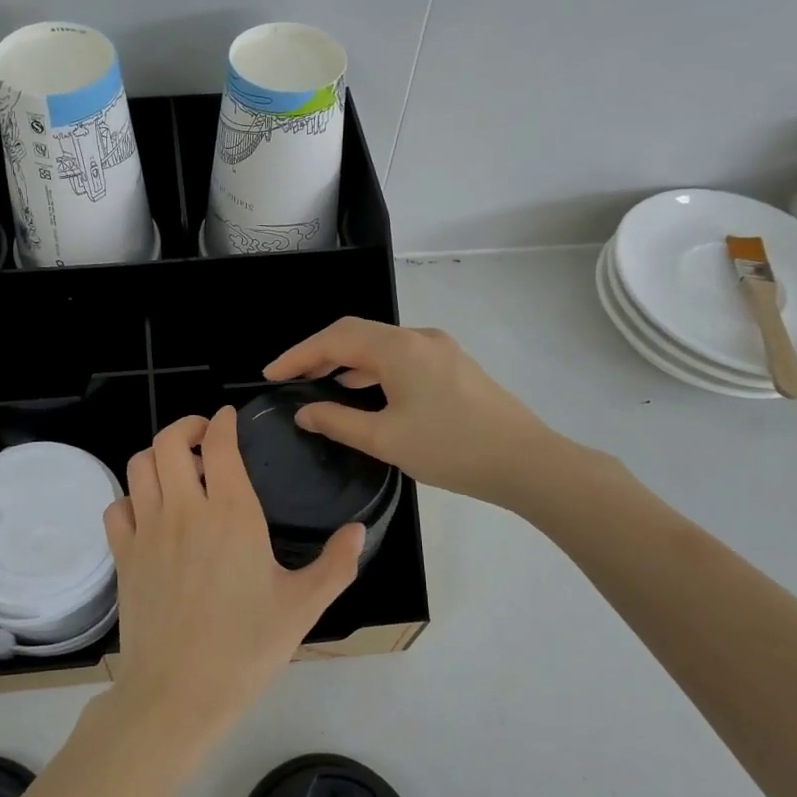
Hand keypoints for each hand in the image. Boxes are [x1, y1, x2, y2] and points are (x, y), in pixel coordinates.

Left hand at [103, 409, 364, 738]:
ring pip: (140, 466)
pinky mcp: (123, 555)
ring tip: (177, 469)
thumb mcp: (302, 607)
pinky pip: (118, 506)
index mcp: (231, 513)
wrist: (179, 692)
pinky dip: (131, 497)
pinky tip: (149, 512)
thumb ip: (335, 564)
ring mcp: (148, 530)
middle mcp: (184, 510)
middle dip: (186, 427)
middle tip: (203, 436)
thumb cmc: (246, 648)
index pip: (219, 444)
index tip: (228, 418)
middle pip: (169, 441)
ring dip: (158, 455)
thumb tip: (359, 531)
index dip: (222, 422)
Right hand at [264, 317, 564, 508]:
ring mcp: (440, 349)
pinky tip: (361, 388)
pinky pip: (400, 356)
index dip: (298, 354)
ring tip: (318, 382)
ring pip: (380, 344)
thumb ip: (338, 421)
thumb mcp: (386, 439)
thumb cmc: (452, 450)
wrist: (527, 462)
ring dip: (346, 359)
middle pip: (357, 333)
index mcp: (400, 349)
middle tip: (289, 377)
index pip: (336, 339)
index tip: (270, 374)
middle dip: (319, 352)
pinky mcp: (452, 364)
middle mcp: (419, 337)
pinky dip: (372, 367)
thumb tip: (304, 412)